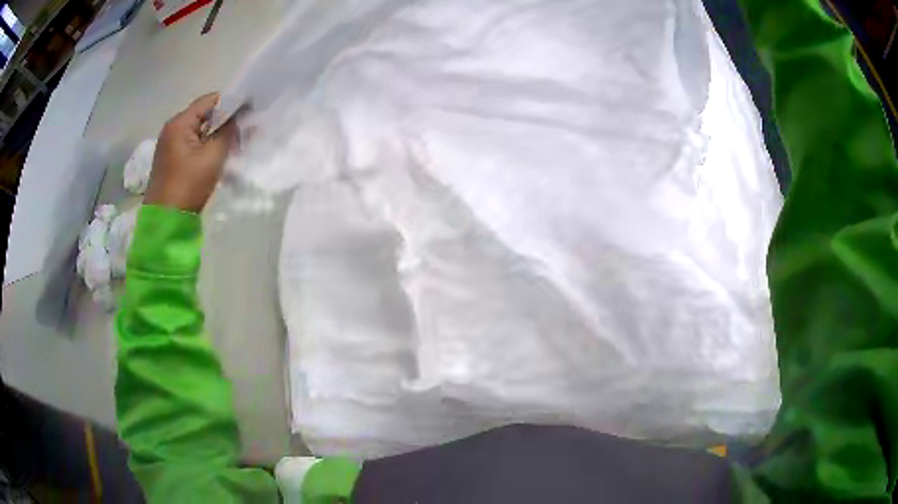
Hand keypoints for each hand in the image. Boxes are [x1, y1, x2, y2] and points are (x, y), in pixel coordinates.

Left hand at [145, 93, 235, 212]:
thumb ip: (228, 131)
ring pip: (200, 131)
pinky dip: (208, 146)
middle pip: (204, 115)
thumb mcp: (212, 156)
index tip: (250, 111)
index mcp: (179, 123)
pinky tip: (221, 155)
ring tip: (237, 144)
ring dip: (218, 135)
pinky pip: (193, 144)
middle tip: (247, 131)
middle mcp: (172, 129)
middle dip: (226, 121)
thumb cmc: (188, 186)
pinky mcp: (171, 159)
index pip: (210, 100)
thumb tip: (239, 116)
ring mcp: (170, 145)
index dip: (232, 103)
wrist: (165, 222)